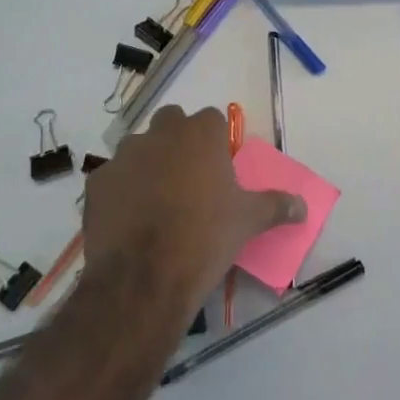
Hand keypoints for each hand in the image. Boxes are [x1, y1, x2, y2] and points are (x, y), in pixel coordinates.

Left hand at [82, 107, 305, 317]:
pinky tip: (129, 219)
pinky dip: (121, 191)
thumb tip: (303, 206)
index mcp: (200, 134)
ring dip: (148, 162)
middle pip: (171, 122)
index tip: (218, 168)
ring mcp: (124, 156)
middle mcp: (161, 134)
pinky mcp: (96, 183)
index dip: (215, 141)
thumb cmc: (204, 238)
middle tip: (189, 178)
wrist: (143, 280)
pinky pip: (113, 178)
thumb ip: (276, 206)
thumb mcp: (248, 222)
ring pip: (139, 147)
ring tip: (157, 201)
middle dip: (179, 141)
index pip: (210, 119)